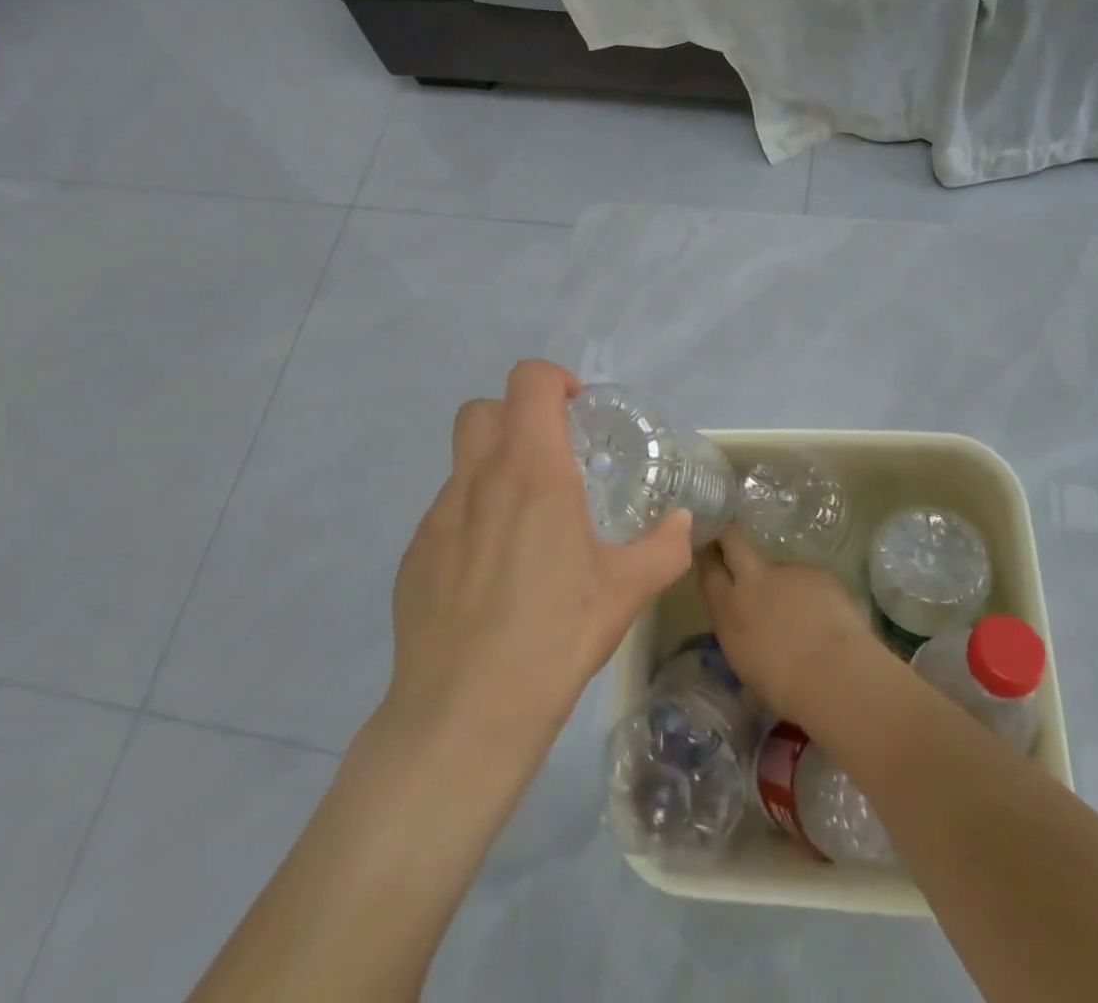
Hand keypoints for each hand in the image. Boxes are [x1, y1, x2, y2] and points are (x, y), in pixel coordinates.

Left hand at [379, 360, 693, 752]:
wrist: (462, 715)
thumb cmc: (553, 638)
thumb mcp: (626, 592)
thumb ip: (664, 547)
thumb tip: (683, 524)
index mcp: (532, 473)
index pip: (529, 382)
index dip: (555, 381)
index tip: (578, 415)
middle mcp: (479, 480)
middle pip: (484, 409)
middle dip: (517, 416)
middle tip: (552, 458)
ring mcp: (438, 516)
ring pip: (463, 460)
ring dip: (494, 467)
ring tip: (526, 522)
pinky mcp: (415, 554)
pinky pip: (447, 511)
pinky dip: (473, 516)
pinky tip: (491, 572)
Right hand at [698, 525, 891, 728]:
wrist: (833, 676)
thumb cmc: (784, 688)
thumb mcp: (746, 663)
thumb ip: (741, 633)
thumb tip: (748, 627)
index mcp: (728, 610)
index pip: (710, 570)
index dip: (709, 557)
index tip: (710, 551)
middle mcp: (752, 580)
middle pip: (733, 539)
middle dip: (731, 534)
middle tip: (733, 537)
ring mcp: (786, 571)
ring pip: (779, 565)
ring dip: (784, 581)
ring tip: (802, 610)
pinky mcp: (817, 571)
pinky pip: (810, 579)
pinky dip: (814, 594)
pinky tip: (826, 617)